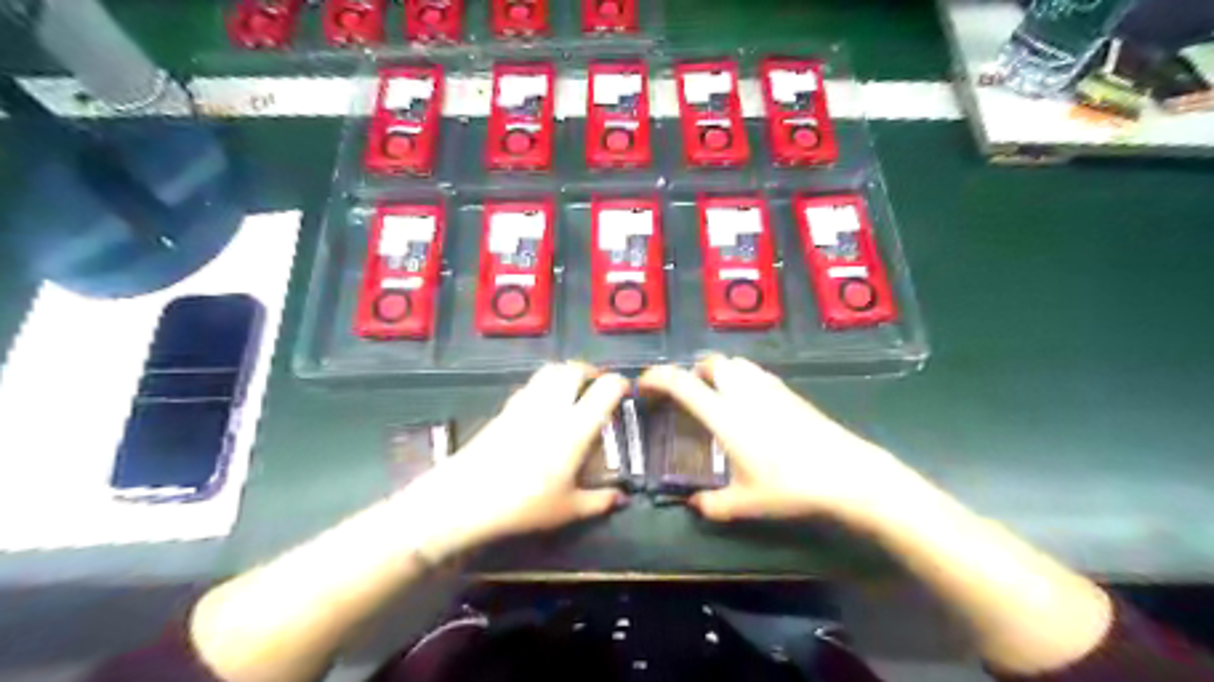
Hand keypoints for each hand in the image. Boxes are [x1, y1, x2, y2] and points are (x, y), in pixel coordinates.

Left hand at [398, 362, 630, 559]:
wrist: (465, 498)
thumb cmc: (523, 505)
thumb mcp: (567, 509)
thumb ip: (599, 501)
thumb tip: (622, 499)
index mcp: (575, 428)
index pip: (605, 389)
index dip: (620, 384)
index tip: (626, 391)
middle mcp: (553, 407)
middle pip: (574, 369)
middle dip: (591, 372)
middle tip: (598, 387)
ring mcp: (526, 404)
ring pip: (551, 371)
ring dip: (567, 373)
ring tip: (574, 390)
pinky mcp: (506, 408)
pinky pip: (532, 384)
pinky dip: (546, 385)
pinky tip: (545, 406)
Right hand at [635, 356, 921, 527]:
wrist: (845, 472)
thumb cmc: (790, 486)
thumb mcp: (746, 503)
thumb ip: (713, 505)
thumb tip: (694, 505)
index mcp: (724, 415)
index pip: (682, 383)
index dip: (657, 377)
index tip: (643, 384)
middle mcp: (743, 392)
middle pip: (710, 362)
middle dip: (691, 372)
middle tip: (686, 395)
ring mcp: (769, 387)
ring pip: (734, 363)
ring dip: (717, 371)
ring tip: (714, 396)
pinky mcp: (788, 391)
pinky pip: (754, 372)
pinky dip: (740, 378)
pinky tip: (747, 403)